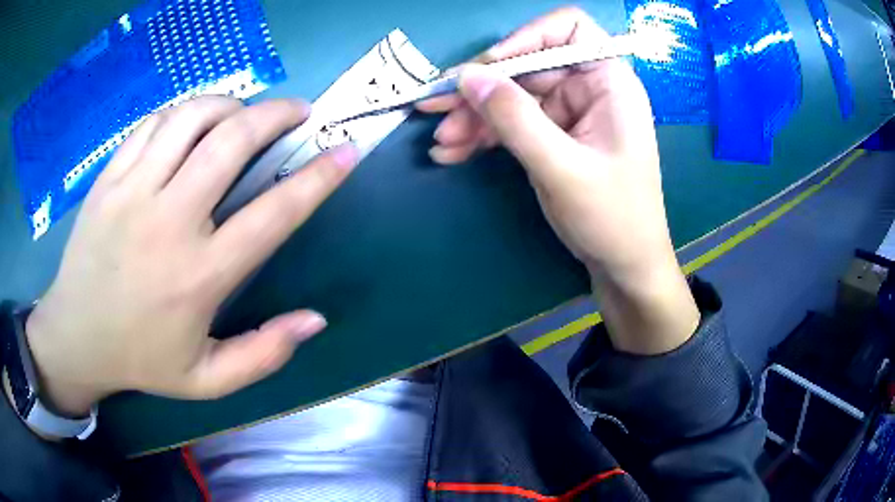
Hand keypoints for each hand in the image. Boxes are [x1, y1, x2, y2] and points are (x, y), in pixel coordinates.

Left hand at [24, 96, 359, 416]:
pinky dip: (183, 112)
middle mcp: (169, 222)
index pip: (273, 213)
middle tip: (298, 111)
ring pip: (191, 118)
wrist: (76, 337)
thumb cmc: (142, 360)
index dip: (318, 178)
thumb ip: (263, 355)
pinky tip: (193, 123)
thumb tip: (315, 320)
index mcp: (200, 276)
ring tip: (244, 113)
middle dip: (276, 116)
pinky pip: (153, 123)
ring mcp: (133, 192)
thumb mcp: (208, 380)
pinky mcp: (109, 178)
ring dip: (230, 105)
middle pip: (231, 142)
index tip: (345, 151)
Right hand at [418, 7, 698, 353]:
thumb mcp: (563, 168)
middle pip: (526, 65)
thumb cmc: (612, 217)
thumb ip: (515, 118)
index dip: (526, 38)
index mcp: (609, 81)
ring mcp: (568, 112)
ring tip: (442, 142)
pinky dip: (482, 135)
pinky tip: (453, 153)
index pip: (568, 29)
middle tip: (435, 107)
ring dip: (473, 116)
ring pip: (511, 96)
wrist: (622, 265)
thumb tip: (468, 77)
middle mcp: (588, 87)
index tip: (490, 68)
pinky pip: (511, 123)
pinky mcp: (552, 135)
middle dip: (481, 88)